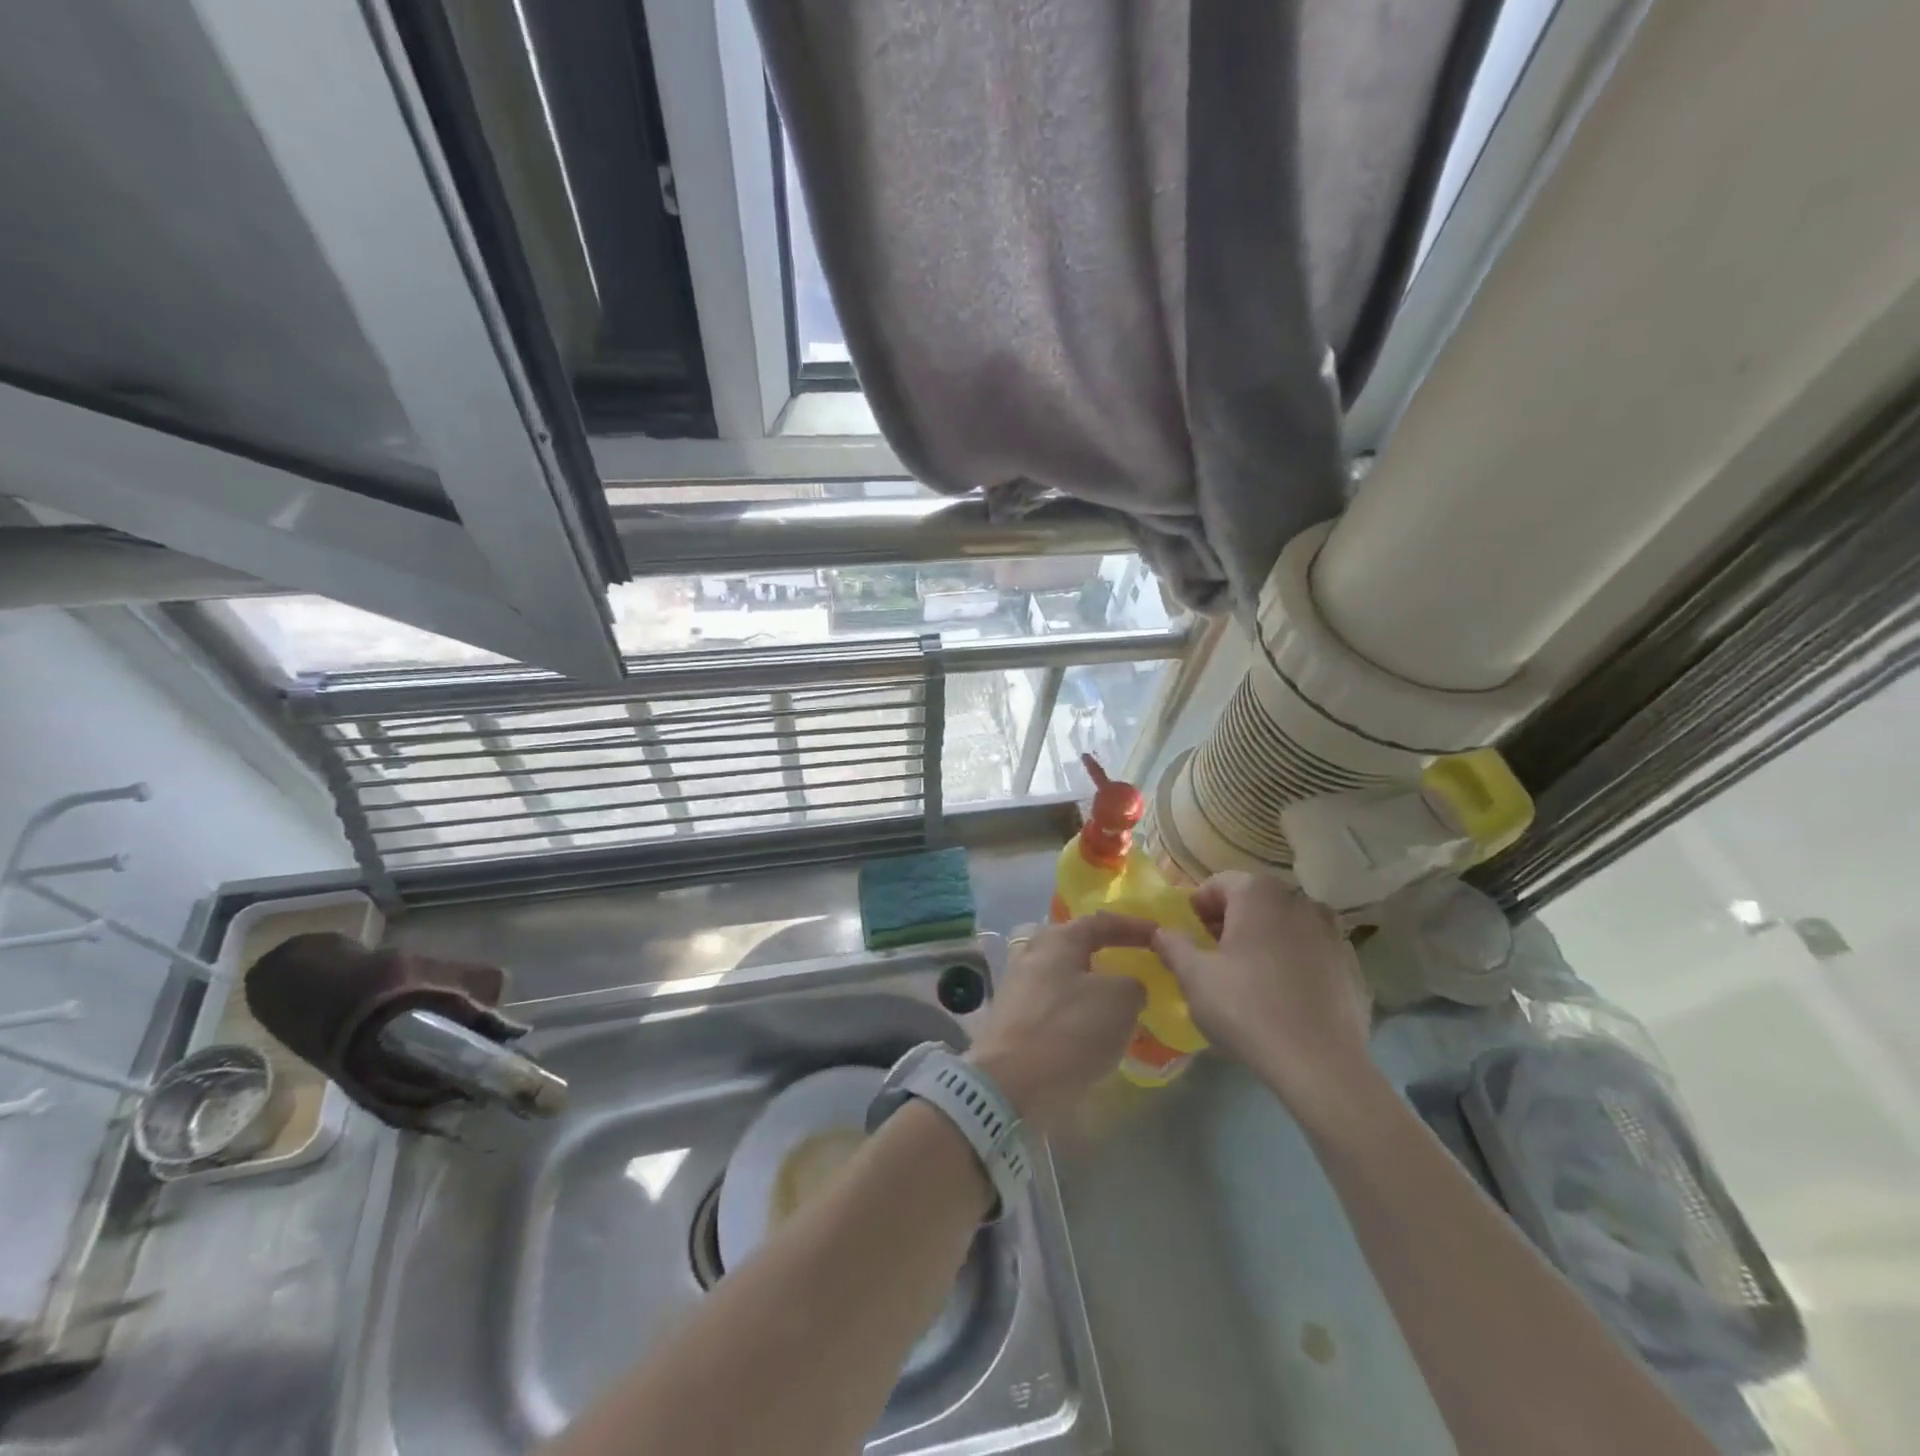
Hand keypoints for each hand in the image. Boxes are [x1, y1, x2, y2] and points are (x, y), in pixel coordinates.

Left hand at [969, 913, 1153, 1128]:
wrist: (1010, 1084)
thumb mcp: (1120, 1000)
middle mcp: (1033, 954)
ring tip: (1121, 1005)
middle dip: (1107, 955)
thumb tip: (1128, 987)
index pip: (1100, 922)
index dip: (1132, 927)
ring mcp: (1018, 987)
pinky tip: (1094, 1031)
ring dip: (1092, 988)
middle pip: (1076, 947)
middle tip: (1135, 967)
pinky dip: (1077, 1013)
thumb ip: (1132, 985)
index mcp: (1057, 939)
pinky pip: (1055, 1007)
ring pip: (1065, 978)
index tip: (1159, 935)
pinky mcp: (1013, 1019)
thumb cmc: (1069, 1030)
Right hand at [1150, 872, 1370, 1101]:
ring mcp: (1332, 932)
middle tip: (1214, 960)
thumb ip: (1173, 946)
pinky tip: (1284, 998)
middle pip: (1253, 902)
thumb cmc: (1247, 1009)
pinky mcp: (1352, 965)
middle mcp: (1299, 901)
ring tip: (1250, 980)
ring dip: (1264, 941)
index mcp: (1258, 894)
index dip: (1197, 909)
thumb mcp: (1194, 977)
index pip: (1217, 884)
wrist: (1321, 1065)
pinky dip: (1294, 963)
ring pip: (1284, 926)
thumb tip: (1161, 932)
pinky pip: (1311, 953)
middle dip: (1230, 923)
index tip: (1190, 940)